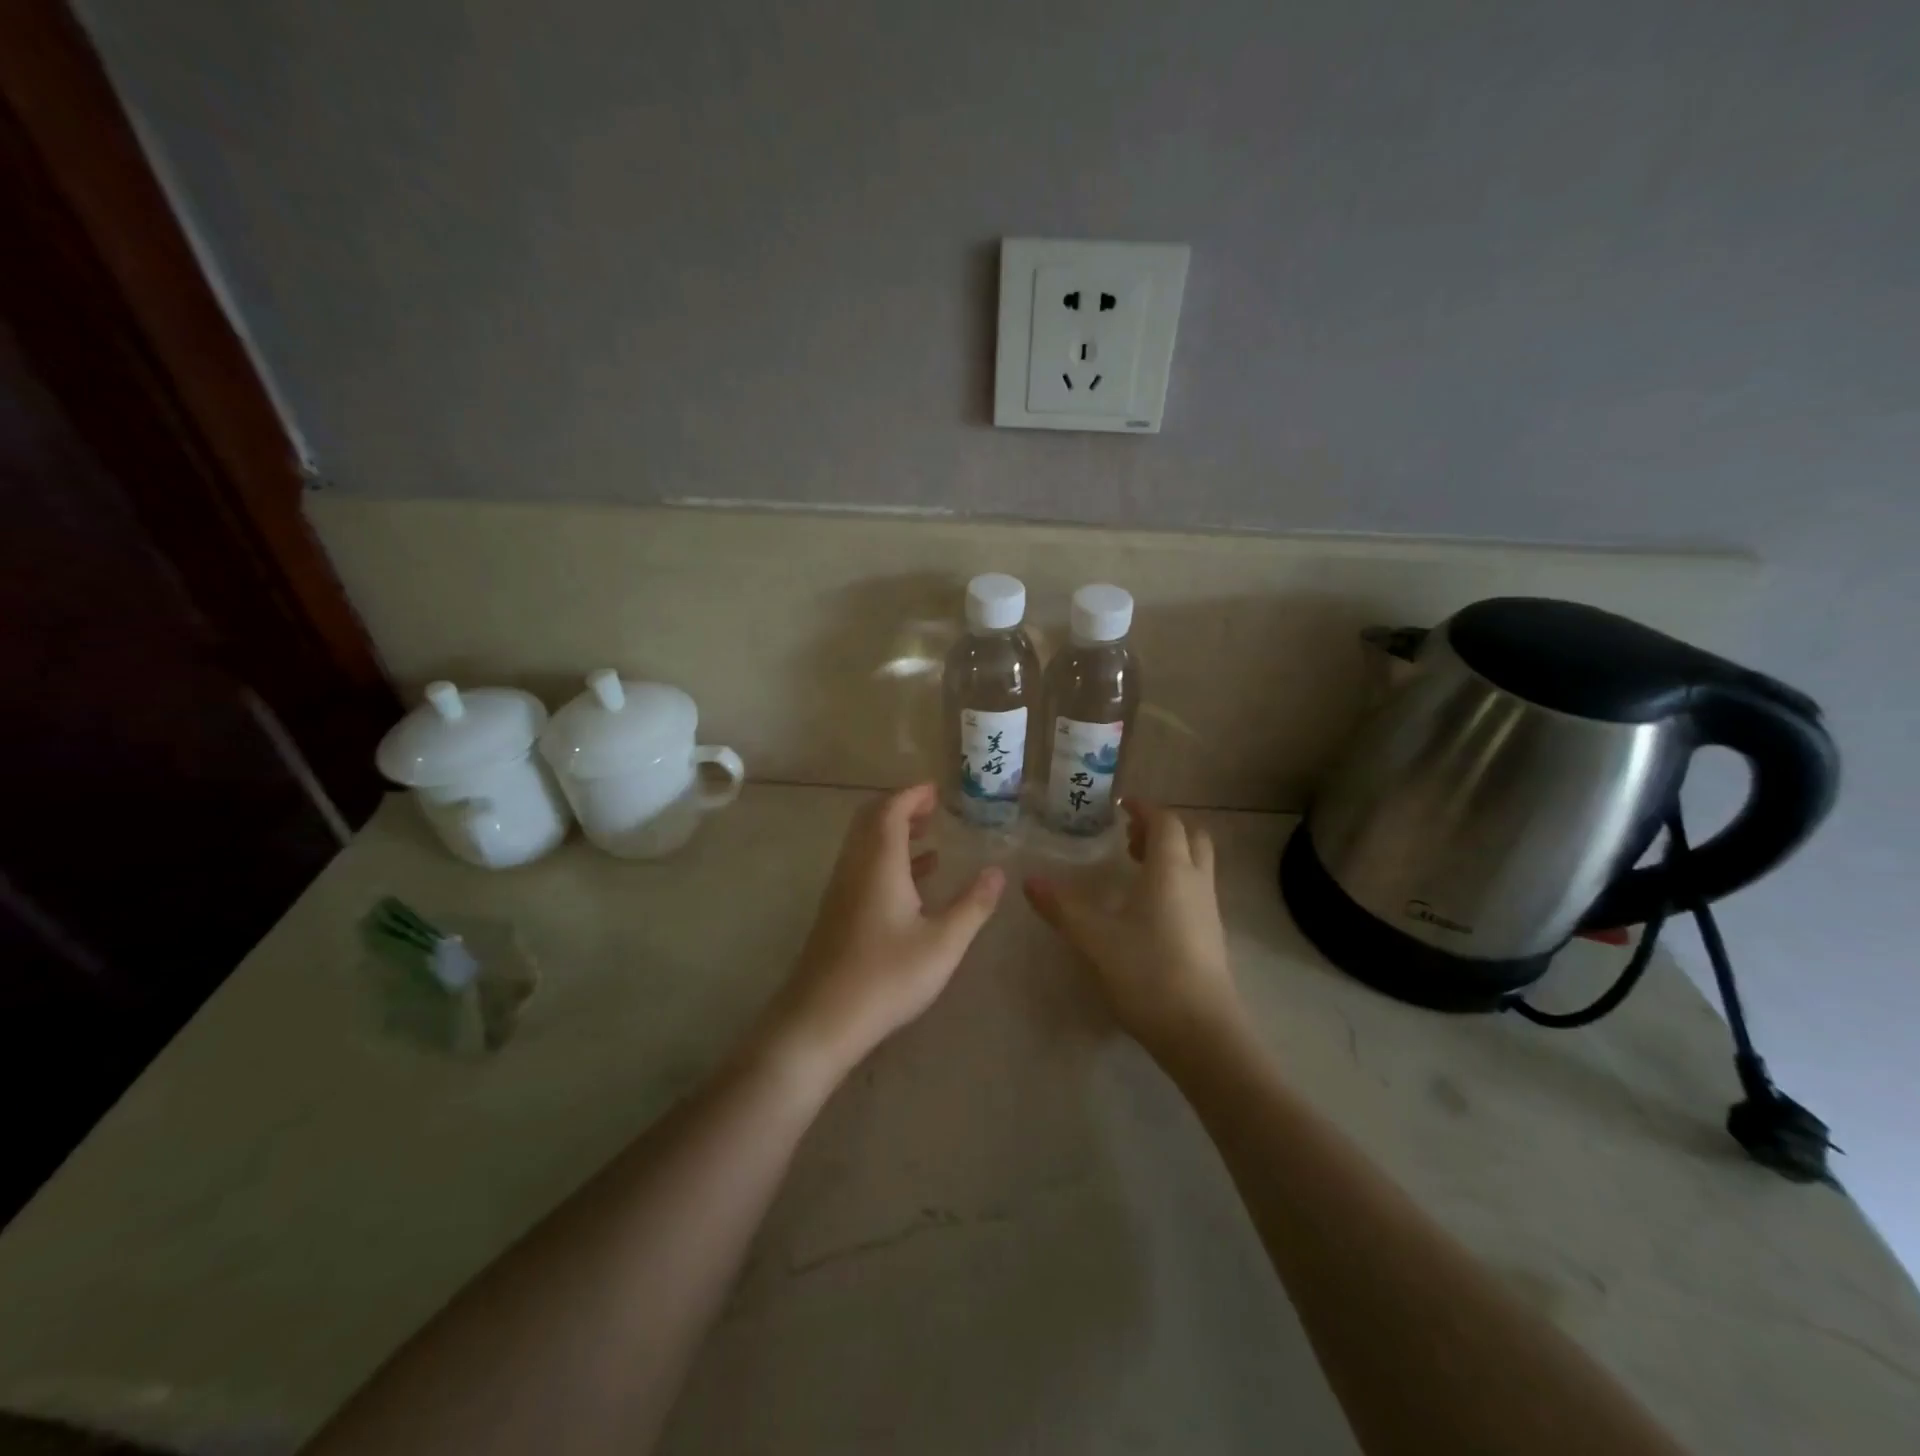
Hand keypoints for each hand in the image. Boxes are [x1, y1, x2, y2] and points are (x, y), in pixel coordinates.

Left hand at [763, 783, 1004, 1079]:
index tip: (936, 790)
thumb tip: (998, 872)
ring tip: (928, 835)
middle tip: (933, 808)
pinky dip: (888, 859)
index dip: (912, 795)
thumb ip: (972, 905)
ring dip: (893, 832)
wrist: (821, 1019)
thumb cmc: (886, 977)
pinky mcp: (837, 912)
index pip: (891, 810)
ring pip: (865, 845)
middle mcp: (855, 867)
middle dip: (901, 807)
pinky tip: (914, 880)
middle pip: (871, 820)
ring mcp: (842, 890)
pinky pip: (863, 867)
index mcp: (879, 864)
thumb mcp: (942, 943)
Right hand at [1025, 802, 1243, 1063]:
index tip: (1120, 805)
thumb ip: (1062, 907)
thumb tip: (1029, 880)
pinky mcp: (1211, 936)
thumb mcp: (1095, 938)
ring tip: (1134, 868)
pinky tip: (1148, 908)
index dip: (1144, 808)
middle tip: (1129, 835)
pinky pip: (1196, 890)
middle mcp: (1196, 882)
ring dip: (1170, 854)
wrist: (1201, 1032)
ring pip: (1196, 864)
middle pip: (1191, 837)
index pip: (1165, 822)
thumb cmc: (1147, 973)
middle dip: (1162, 828)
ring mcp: (1209, 910)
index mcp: (1171, 871)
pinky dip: (1175, 881)